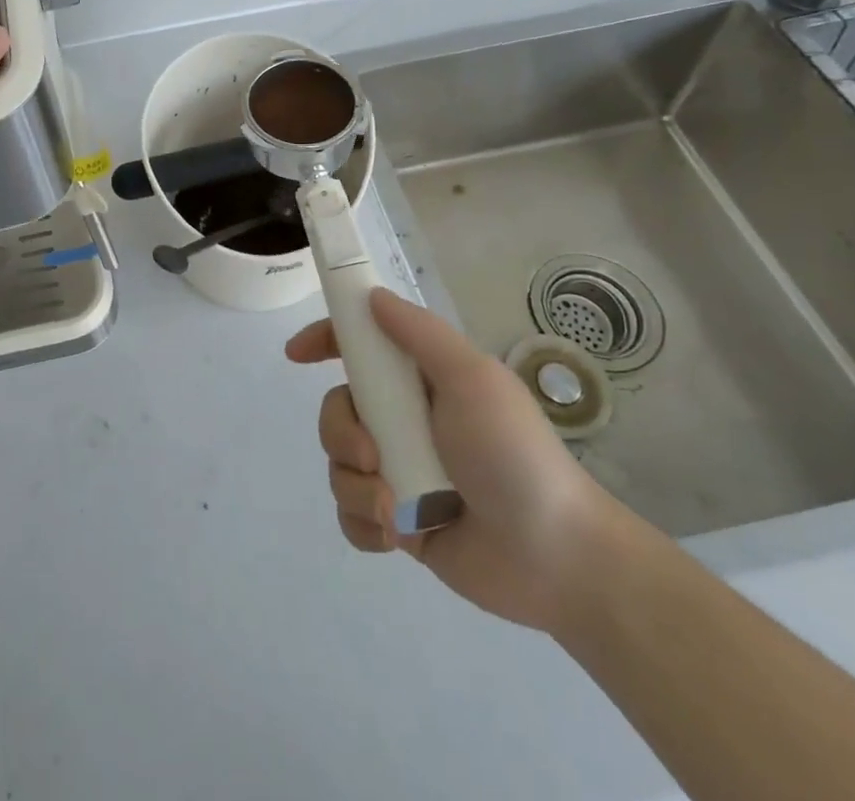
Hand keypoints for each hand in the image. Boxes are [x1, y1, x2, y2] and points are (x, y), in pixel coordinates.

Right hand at [285, 288, 627, 631]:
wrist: (557, 559)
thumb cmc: (515, 455)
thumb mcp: (473, 379)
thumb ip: (420, 334)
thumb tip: (372, 296)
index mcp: (420, 382)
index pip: (360, 347)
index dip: (325, 340)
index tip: (297, 354)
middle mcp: (403, 421)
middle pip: (336, 410)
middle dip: (342, 434)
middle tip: (372, 456)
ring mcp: (398, 472)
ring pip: (338, 465)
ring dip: (358, 487)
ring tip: (397, 509)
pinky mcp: (397, 522)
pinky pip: (351, 514)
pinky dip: (365, 523)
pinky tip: (395, 535)